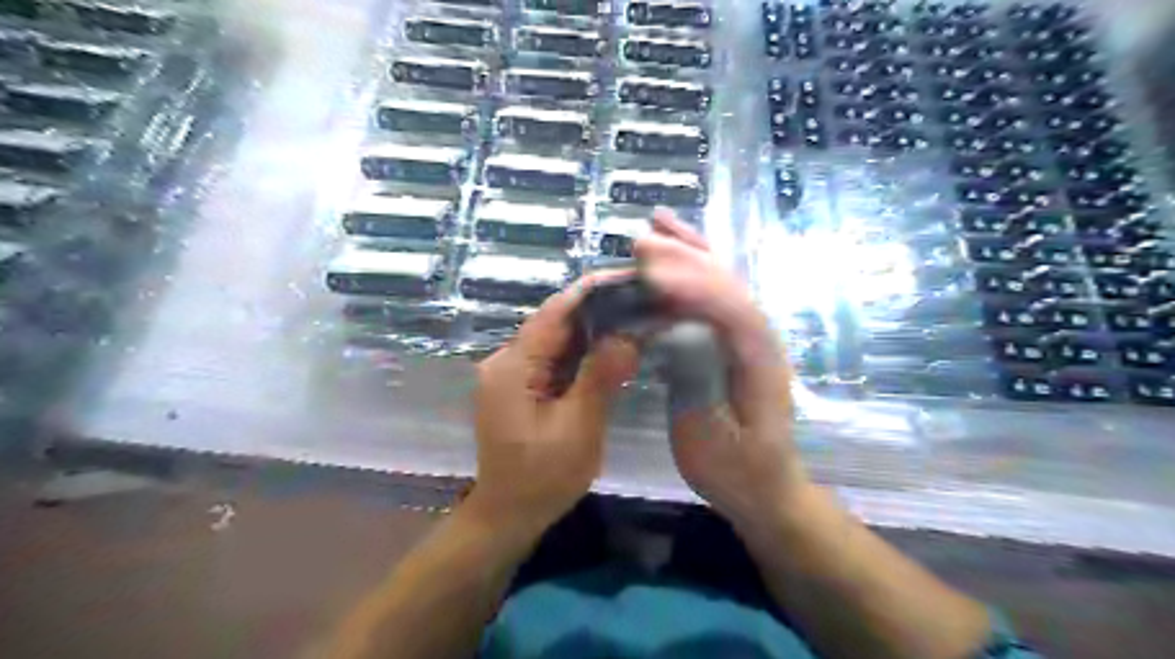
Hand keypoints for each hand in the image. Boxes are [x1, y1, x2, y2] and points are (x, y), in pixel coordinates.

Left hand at [471, 273, 641, 529]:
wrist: (508, 515)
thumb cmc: (541, 479)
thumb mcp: (577, 430)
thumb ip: (599, 379)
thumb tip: (628, 335)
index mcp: (513, 367)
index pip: (554, 313)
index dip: (591, 292)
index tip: (629, 279)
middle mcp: (507, 361)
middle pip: (555, 322)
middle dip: (598, 310)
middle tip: (642, 300)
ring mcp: (513, 373)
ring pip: (557, 339)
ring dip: (593, 330)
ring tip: (635, 318)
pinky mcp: (522, 386)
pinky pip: (555, 358)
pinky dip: (583, 352)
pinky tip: (612, 349)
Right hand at [635, 209, 809, 526]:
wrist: (765, 487)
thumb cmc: (736, 471)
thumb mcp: (711, 441)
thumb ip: (696, 385)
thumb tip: (673, 333)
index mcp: (760, 363)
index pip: (730, 312)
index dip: (692, 287)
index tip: (651, 271)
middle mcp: (760, 338)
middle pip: (727, 285)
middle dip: (685, 259)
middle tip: (640, 242)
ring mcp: (749, 335)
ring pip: (722, 281)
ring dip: (690, 250)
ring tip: (655, 224)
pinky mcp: (734, 339)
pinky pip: (714, 295)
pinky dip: (693, 268)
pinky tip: (674, 251)